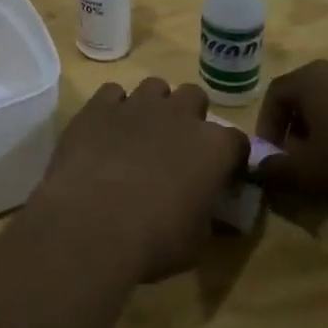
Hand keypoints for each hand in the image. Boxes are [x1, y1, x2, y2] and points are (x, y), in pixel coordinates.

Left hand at [30, 77, 247, 282]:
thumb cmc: (154, 240)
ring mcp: (137, 105)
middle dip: (189, 116)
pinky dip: (113, 107)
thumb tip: (203, 209)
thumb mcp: (196, 240)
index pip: (237, 141)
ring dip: (153, 106)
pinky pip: (112, 92)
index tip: (220, 174)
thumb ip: (206, 213)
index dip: (229, 157)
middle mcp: (179, 115)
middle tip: (177, 146)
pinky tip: (105, 130)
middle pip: (194, 97)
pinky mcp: (98, 106)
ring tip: (140, 134)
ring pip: (154, 87)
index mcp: (214, 148)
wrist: (90, 224)